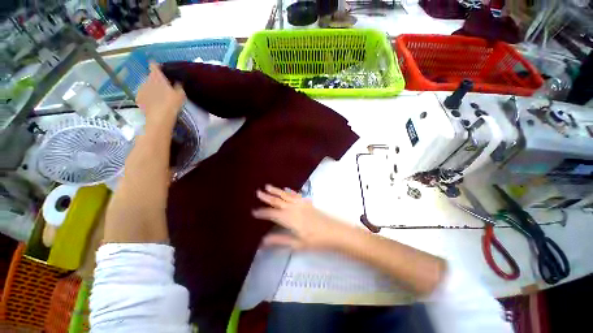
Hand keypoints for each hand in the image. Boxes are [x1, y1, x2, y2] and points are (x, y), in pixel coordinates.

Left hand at [136, 63, 185, 124]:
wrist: (159, 117)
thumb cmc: (172, 103)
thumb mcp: (180, 94)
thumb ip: (178, 86)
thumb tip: (177, 82)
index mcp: (157, 77)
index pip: (154, 66)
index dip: (157, 66)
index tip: (161, 68)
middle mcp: (147, 80)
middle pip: (151, 77)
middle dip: (156, 80)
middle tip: (164, 87)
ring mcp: (141, 89)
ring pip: (146, 86)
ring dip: (152, 89)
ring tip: (160, 97)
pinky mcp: (138, 98)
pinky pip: (144, 95)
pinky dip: (148, 97)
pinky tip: (154, 103)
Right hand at [252, 185, 347, 249]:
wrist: (334, 232)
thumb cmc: (316, 240)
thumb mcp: (297, 244)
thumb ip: (280, 240)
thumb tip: (263, 240)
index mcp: (289, 219)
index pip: (272, 214)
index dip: (262, 212)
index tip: (253, 211)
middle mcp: (293, 208)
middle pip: (278, 201)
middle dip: (267, 197)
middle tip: (258, 192)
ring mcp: (301, 204)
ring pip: (285, 195)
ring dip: (276, 191)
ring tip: (268, 186)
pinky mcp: (307, 202)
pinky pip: (296, 194)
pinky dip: (289, 191)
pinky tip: (285, 189)